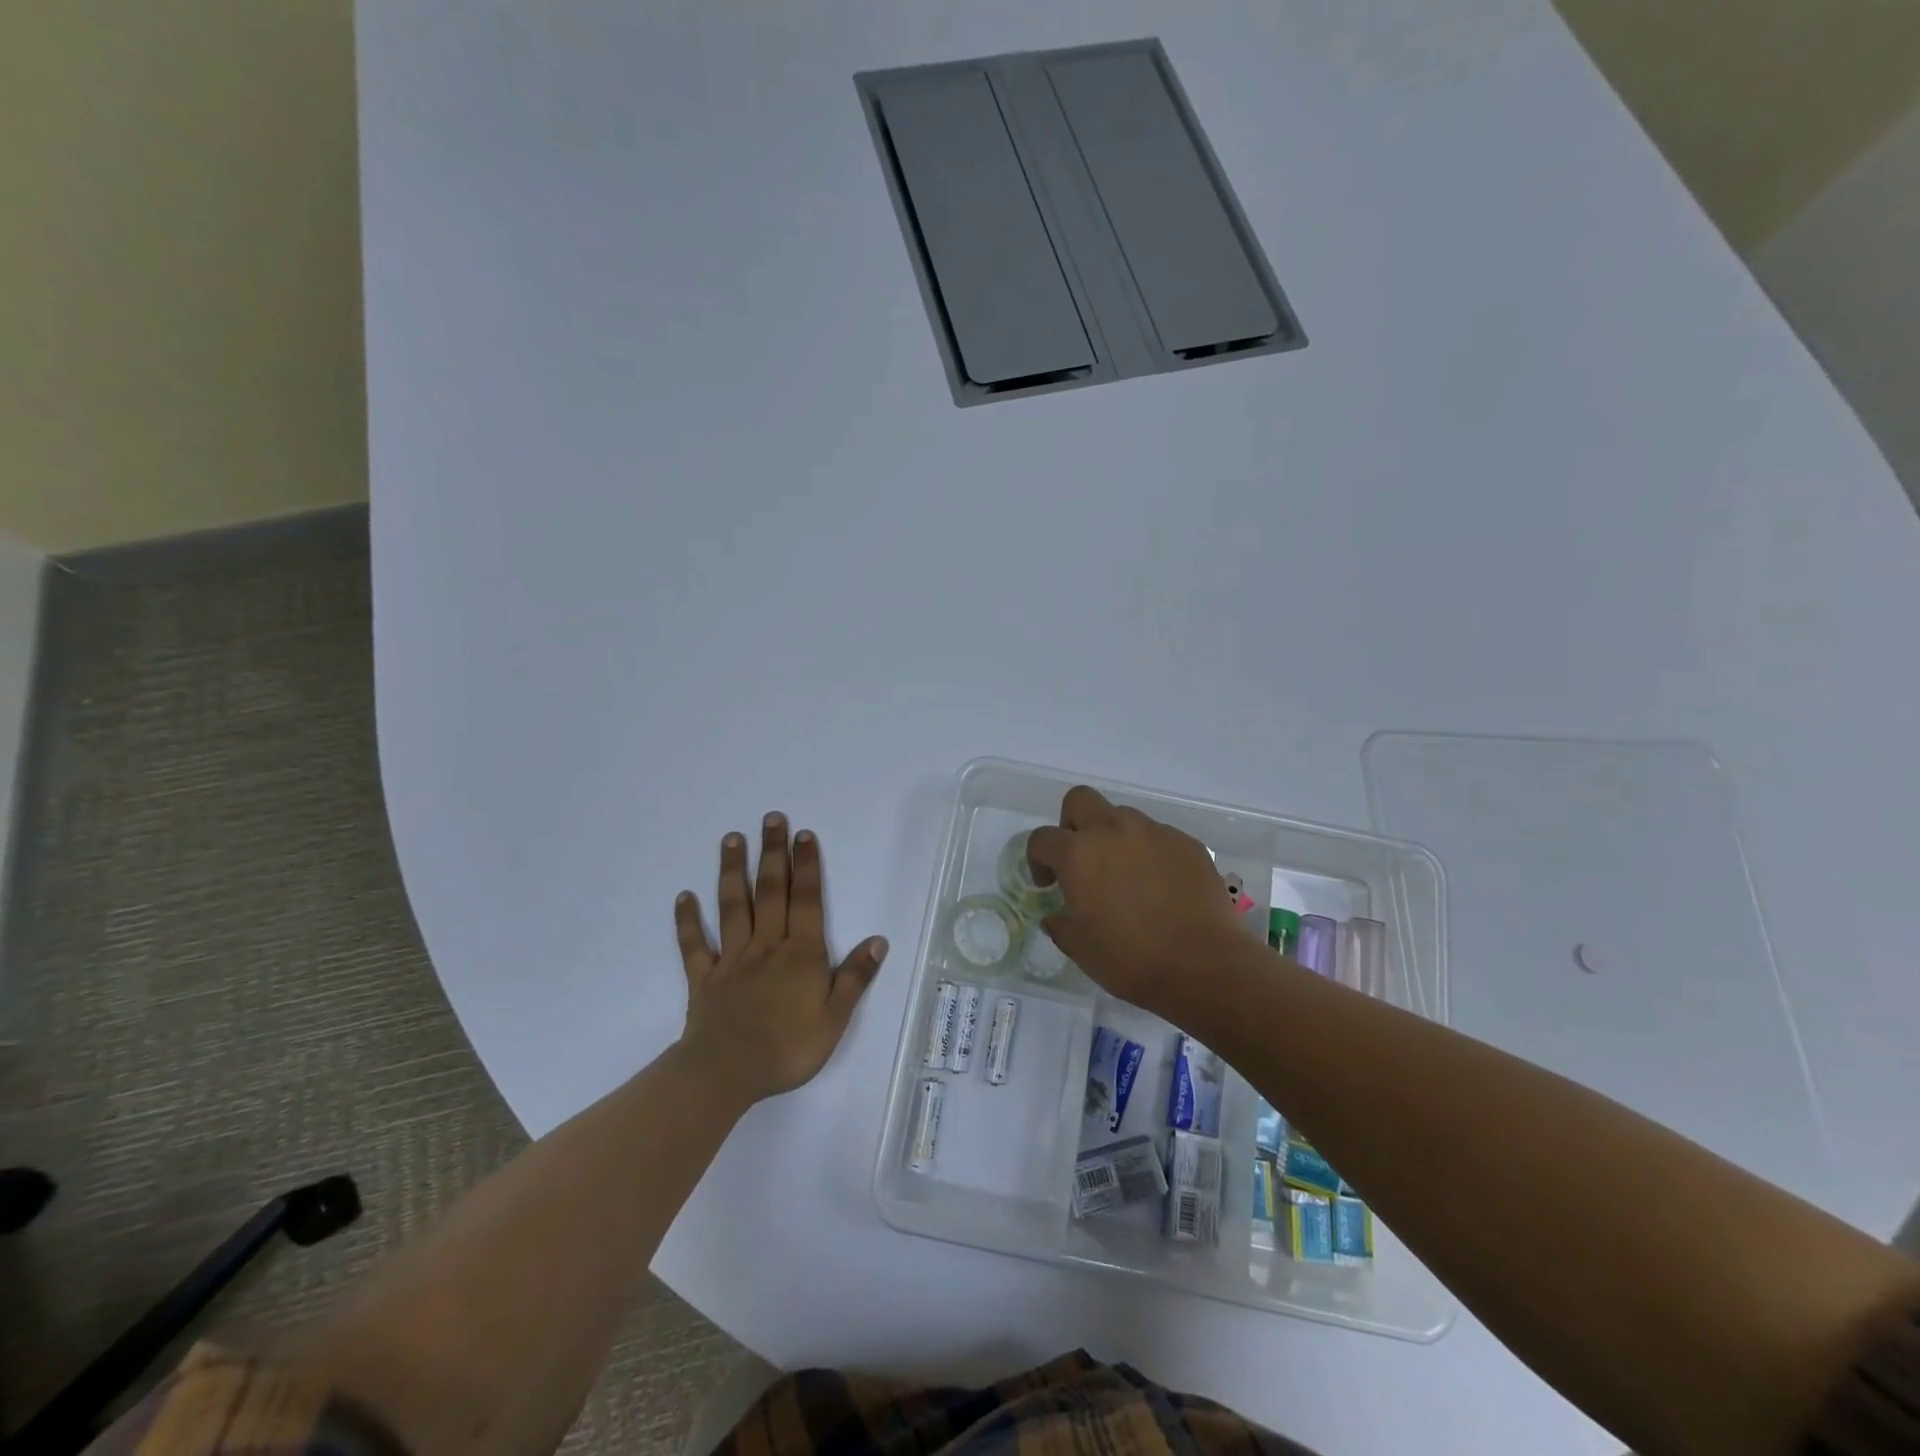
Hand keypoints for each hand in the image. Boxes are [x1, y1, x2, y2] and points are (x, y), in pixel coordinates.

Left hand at [674, 813, 887, 1102]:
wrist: (727, 1073)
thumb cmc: (787, 1048)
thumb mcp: (835, 1018)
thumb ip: (855, 977)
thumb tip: (878, 940)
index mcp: (801, 954)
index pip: (807, 900)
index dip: (807, 866)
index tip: (803, 834)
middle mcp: (767, 945)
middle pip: (770, 891)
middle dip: (773, 853)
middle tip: (771, 818)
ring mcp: (732, 959)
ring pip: (733, 906)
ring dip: (732, 871)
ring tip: (731, 839)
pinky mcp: (704, 978)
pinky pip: (694, 945)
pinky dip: (687, 921)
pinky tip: (683, 897)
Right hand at [1027, 787, 1242, 1015]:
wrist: (1204, 965)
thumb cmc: (1131, 959)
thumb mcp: (1081, 949)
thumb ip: (1062, 925)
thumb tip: (1056, 917)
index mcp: (1078, 854)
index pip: (1042, 838)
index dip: (1038, 859)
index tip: (1048, 884)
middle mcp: (1113, 831)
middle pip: (1080, 800)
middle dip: (1072, 823)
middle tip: (1081, 859)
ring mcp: (1154, 833)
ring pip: (1123, 817)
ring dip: (1115, 838)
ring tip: (1126, 876)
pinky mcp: (1187, 843)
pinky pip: (1159, 837)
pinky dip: (1151, 853)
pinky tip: (1161, 887)